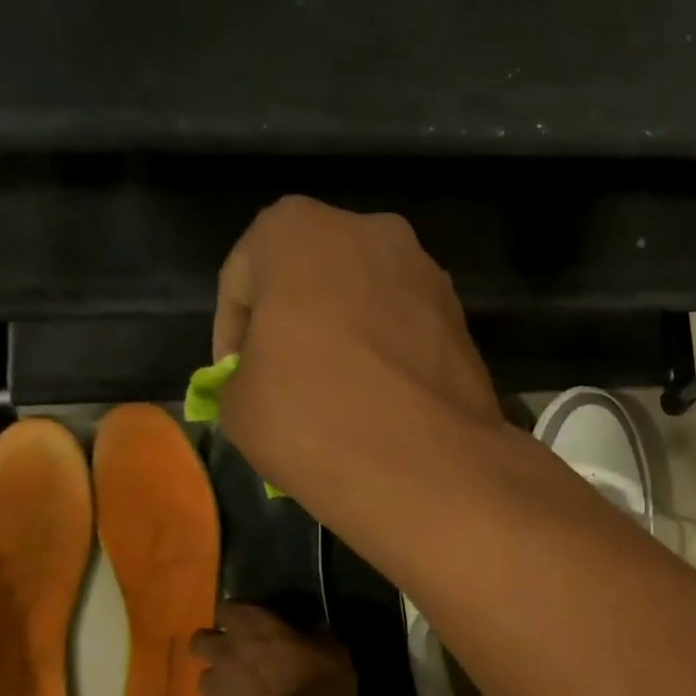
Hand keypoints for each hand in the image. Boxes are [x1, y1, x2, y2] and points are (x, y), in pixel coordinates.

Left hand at [191, 602, 354, 695]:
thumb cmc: (317, 687)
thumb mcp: (335, 654)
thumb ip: (319, 638)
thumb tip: (316, 632)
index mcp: (254, 629)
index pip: (228, 608)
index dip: (237, 613)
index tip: (252, 619)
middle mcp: (227, 654)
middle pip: (200, 641)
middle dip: (214, 644)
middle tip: (238, 652)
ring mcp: (218, 691)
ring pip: (206, 678)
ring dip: (221, 680)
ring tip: (243, 689)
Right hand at [211, 195, 501, 499]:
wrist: (426, 466)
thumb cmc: (312, 418)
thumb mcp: (238, 403)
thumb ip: (244, 372)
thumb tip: (266, 379)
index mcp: (298, 230)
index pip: (243, 280)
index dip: (233, 336)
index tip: (236, 380)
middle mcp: (371, 233)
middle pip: (312, 280)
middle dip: (295, 324)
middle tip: (285, 381)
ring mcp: (427, 275)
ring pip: (366, 303)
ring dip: (347, 337)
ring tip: (338, 396)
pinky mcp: (462, 319)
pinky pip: (407, 331)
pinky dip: (388, 356)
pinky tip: (382, 402)